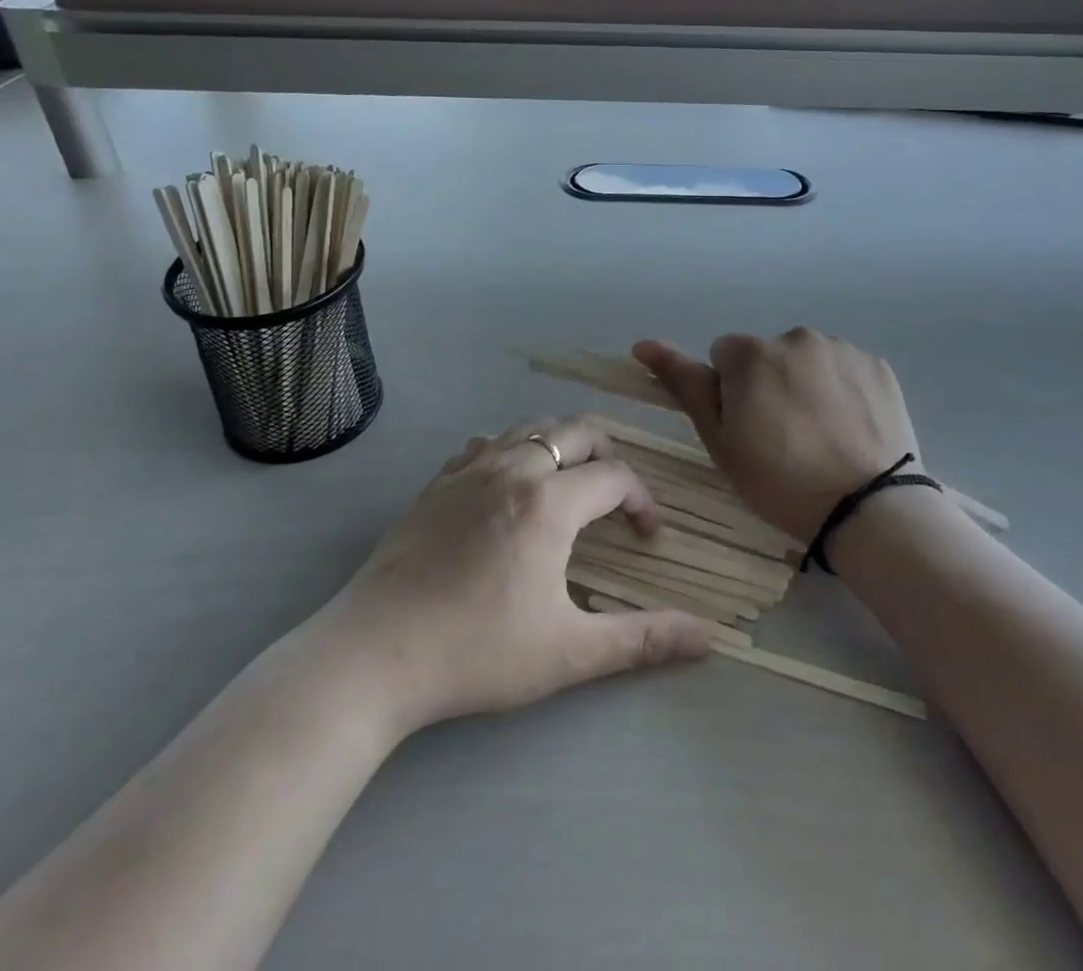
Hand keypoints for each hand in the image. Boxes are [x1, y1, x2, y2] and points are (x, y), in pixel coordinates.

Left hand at [317, 416, 711, 736]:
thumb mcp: (569, 652)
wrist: (373, 654)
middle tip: (614, 497)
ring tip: (570, 484)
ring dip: (562, 445)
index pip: (615, 476)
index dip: (641, 499)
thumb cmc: (477, 652)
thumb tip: (709, 637)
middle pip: (576, 431)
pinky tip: (509, 485)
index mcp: (550, 501)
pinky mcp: (437, 482)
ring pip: (531, 428)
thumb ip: (642, 639)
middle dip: (608, 455)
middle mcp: (513, 468)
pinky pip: (487, 443)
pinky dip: (513, 449)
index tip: (645, 535)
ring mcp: (469, 469)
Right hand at [632, 330, 920, 544]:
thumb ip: (685, 384)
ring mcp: (842, 348)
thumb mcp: (719, 440)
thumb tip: (644, 344)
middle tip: (783, 437)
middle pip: (766, 356)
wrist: (867, 508)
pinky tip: (849, 427)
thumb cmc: (780, 479)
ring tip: (820, 435)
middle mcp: (796, 336)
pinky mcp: (877, 365)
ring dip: (804, 384)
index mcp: (751, 352)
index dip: (729, 394)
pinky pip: (844, 369)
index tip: (747, 430)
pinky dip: (841, 390)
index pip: (723, 357)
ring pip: (806, 361)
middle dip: (767, 384)